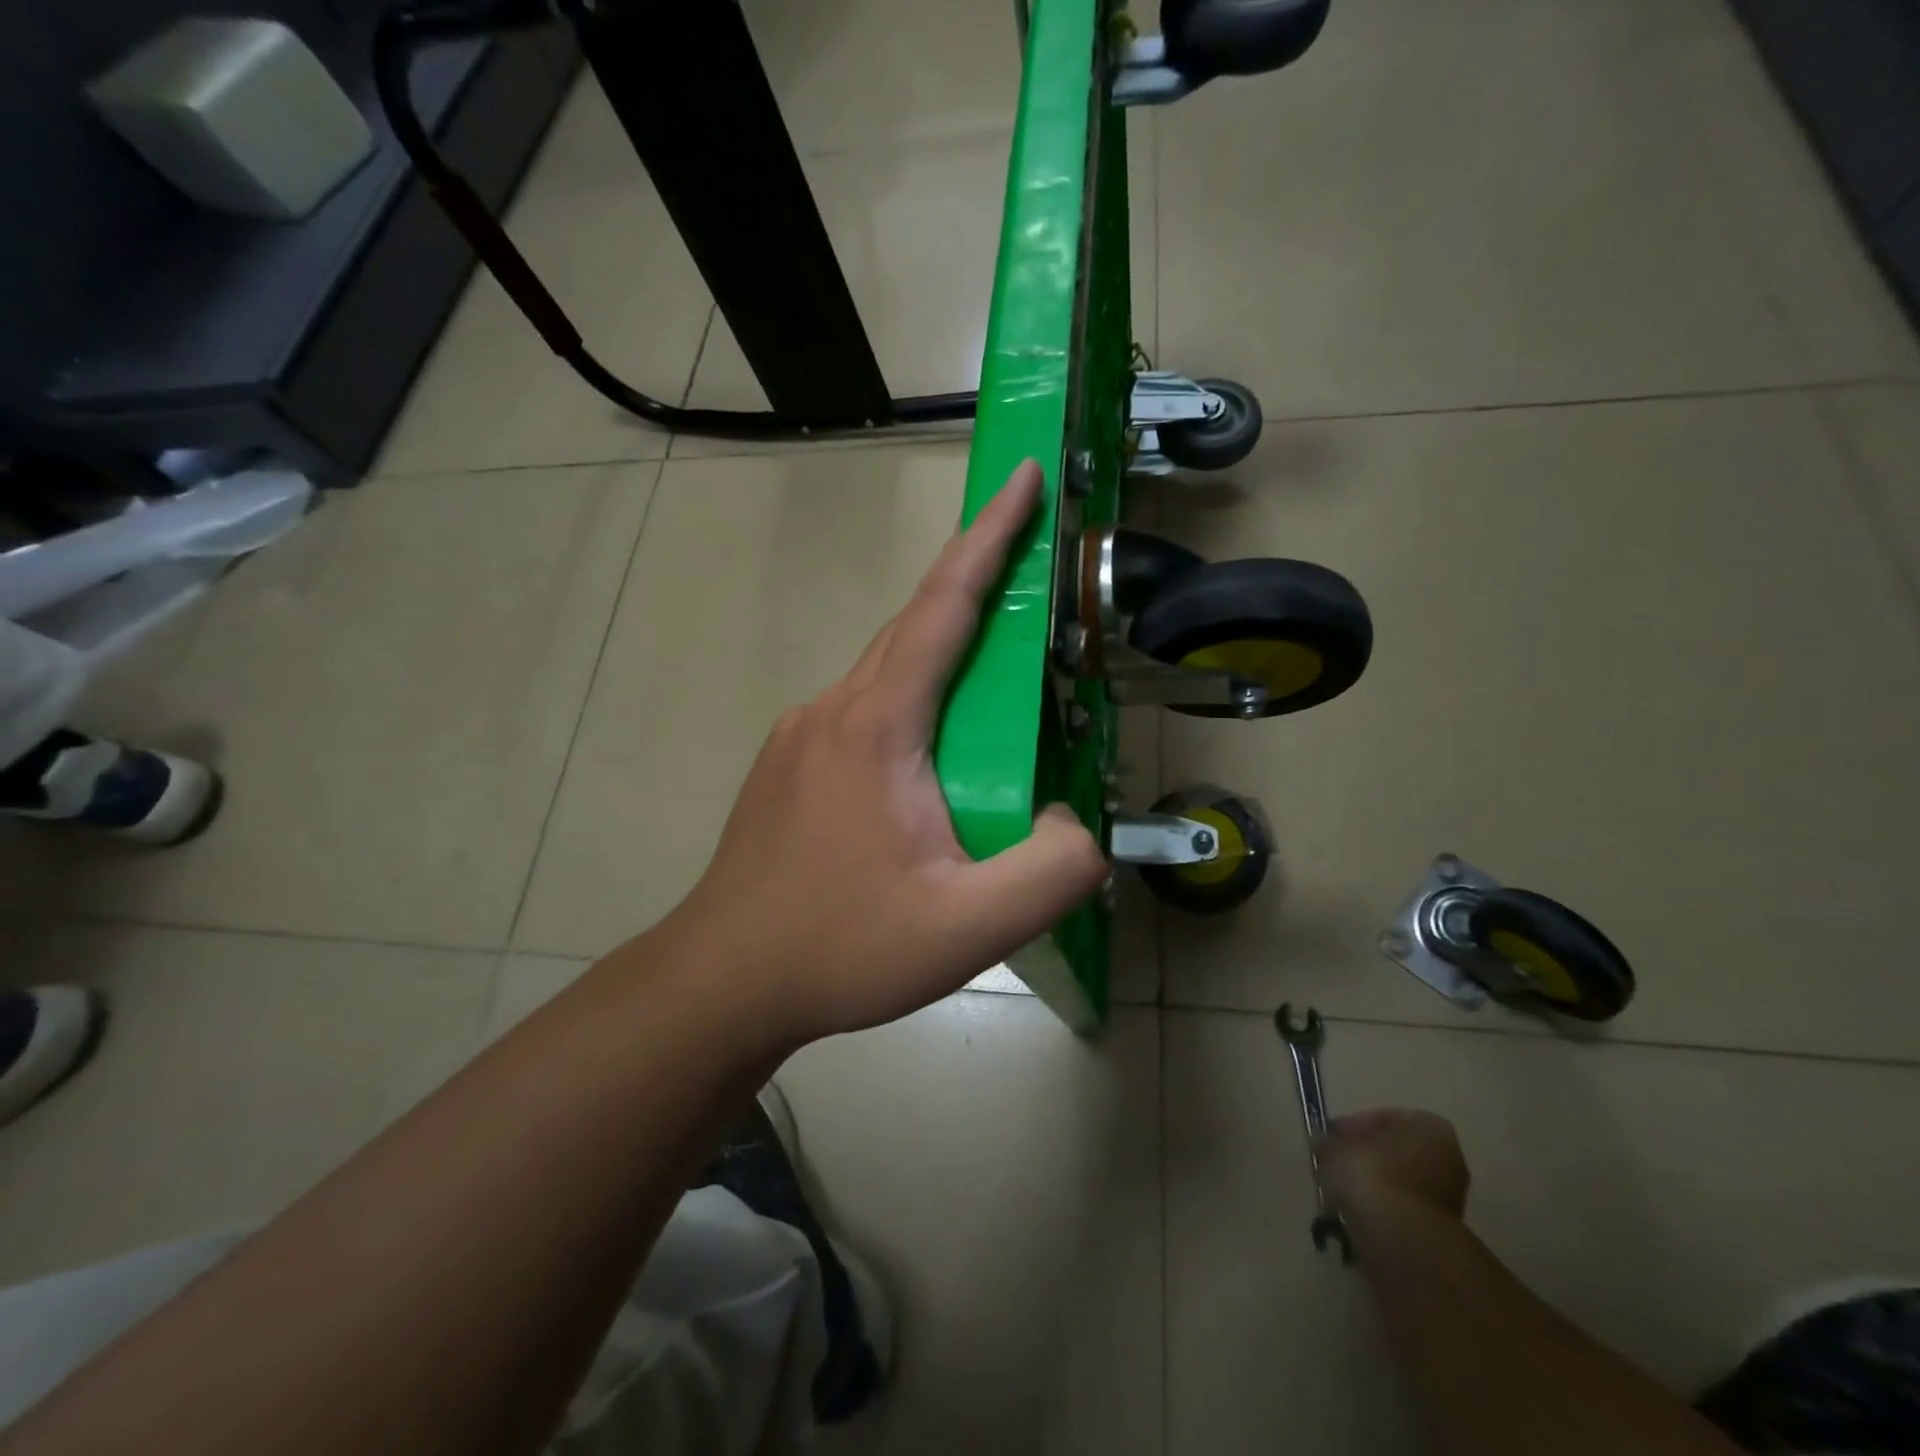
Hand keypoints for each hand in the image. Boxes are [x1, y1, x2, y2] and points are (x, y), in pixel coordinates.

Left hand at [659, 460, 1108, 1047]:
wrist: (723, 980)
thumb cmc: (841, 947)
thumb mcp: (968, 927)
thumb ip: (1050, 870)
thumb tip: (1075, 822)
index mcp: (877, 726)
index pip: (942, 607)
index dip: (989, 537)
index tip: (1020, 477)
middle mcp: (832, 710)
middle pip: (913, 627)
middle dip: (974, 581)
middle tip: (1030, 566)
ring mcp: (801, 736)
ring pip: (886, 670)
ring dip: (942, 652)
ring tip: (995, 679)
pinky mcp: (789, 765)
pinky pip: (863, 709)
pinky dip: (911, 699)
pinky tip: (932, 754)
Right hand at [1320, 1109, 1469, 1220]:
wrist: (1403, 1240)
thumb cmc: (1371, 1174)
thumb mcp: (1335, 1145)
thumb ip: (1331, 1141)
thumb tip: (1326, 1144)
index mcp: (1430, 1128)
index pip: (1385, 1118)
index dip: (1353, 1127)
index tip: (1331, 1138)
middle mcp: (1449, 1160)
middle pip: (1397, 1152)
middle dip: (1367, 1158)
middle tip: (1336, 1163)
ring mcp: (1449, 1199)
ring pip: (1400, 1183)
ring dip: (1374, 1186)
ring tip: (1342, 1192)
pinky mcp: (1440, 1232)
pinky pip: (1403, 1211)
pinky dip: (1382, 1211)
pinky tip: (1357, 1214)